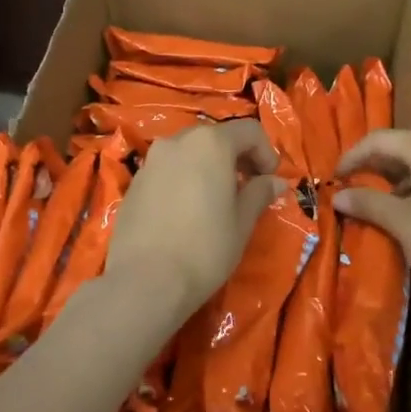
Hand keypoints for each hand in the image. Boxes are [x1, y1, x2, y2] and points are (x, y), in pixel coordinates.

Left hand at [106, 120, 287, 322]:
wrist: (144, 281)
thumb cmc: (204, 248)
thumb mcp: (241, 222)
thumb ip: (259, 193)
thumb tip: (276, 182)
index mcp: (210, 143)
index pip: (249, 131)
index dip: (267, 153)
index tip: (270, 181)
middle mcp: (178, 141)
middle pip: (216, 137)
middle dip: (237, 158)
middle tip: (248, 189)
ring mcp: (152, 160)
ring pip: (189, 152)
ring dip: (209, 167)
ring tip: (217, 201)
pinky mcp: (135, 182)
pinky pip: (168, 170)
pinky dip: (185, 179)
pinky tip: (188, 212)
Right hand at [333, 130, 410, 315]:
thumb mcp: (401, 223)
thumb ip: (368, 202)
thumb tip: (339, 196)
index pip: (382, 141)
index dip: (354, 156)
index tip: (336, 177)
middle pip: (410, 147)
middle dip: (381, 166)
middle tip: (358, 187)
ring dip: (406, 177)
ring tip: (387, 203)